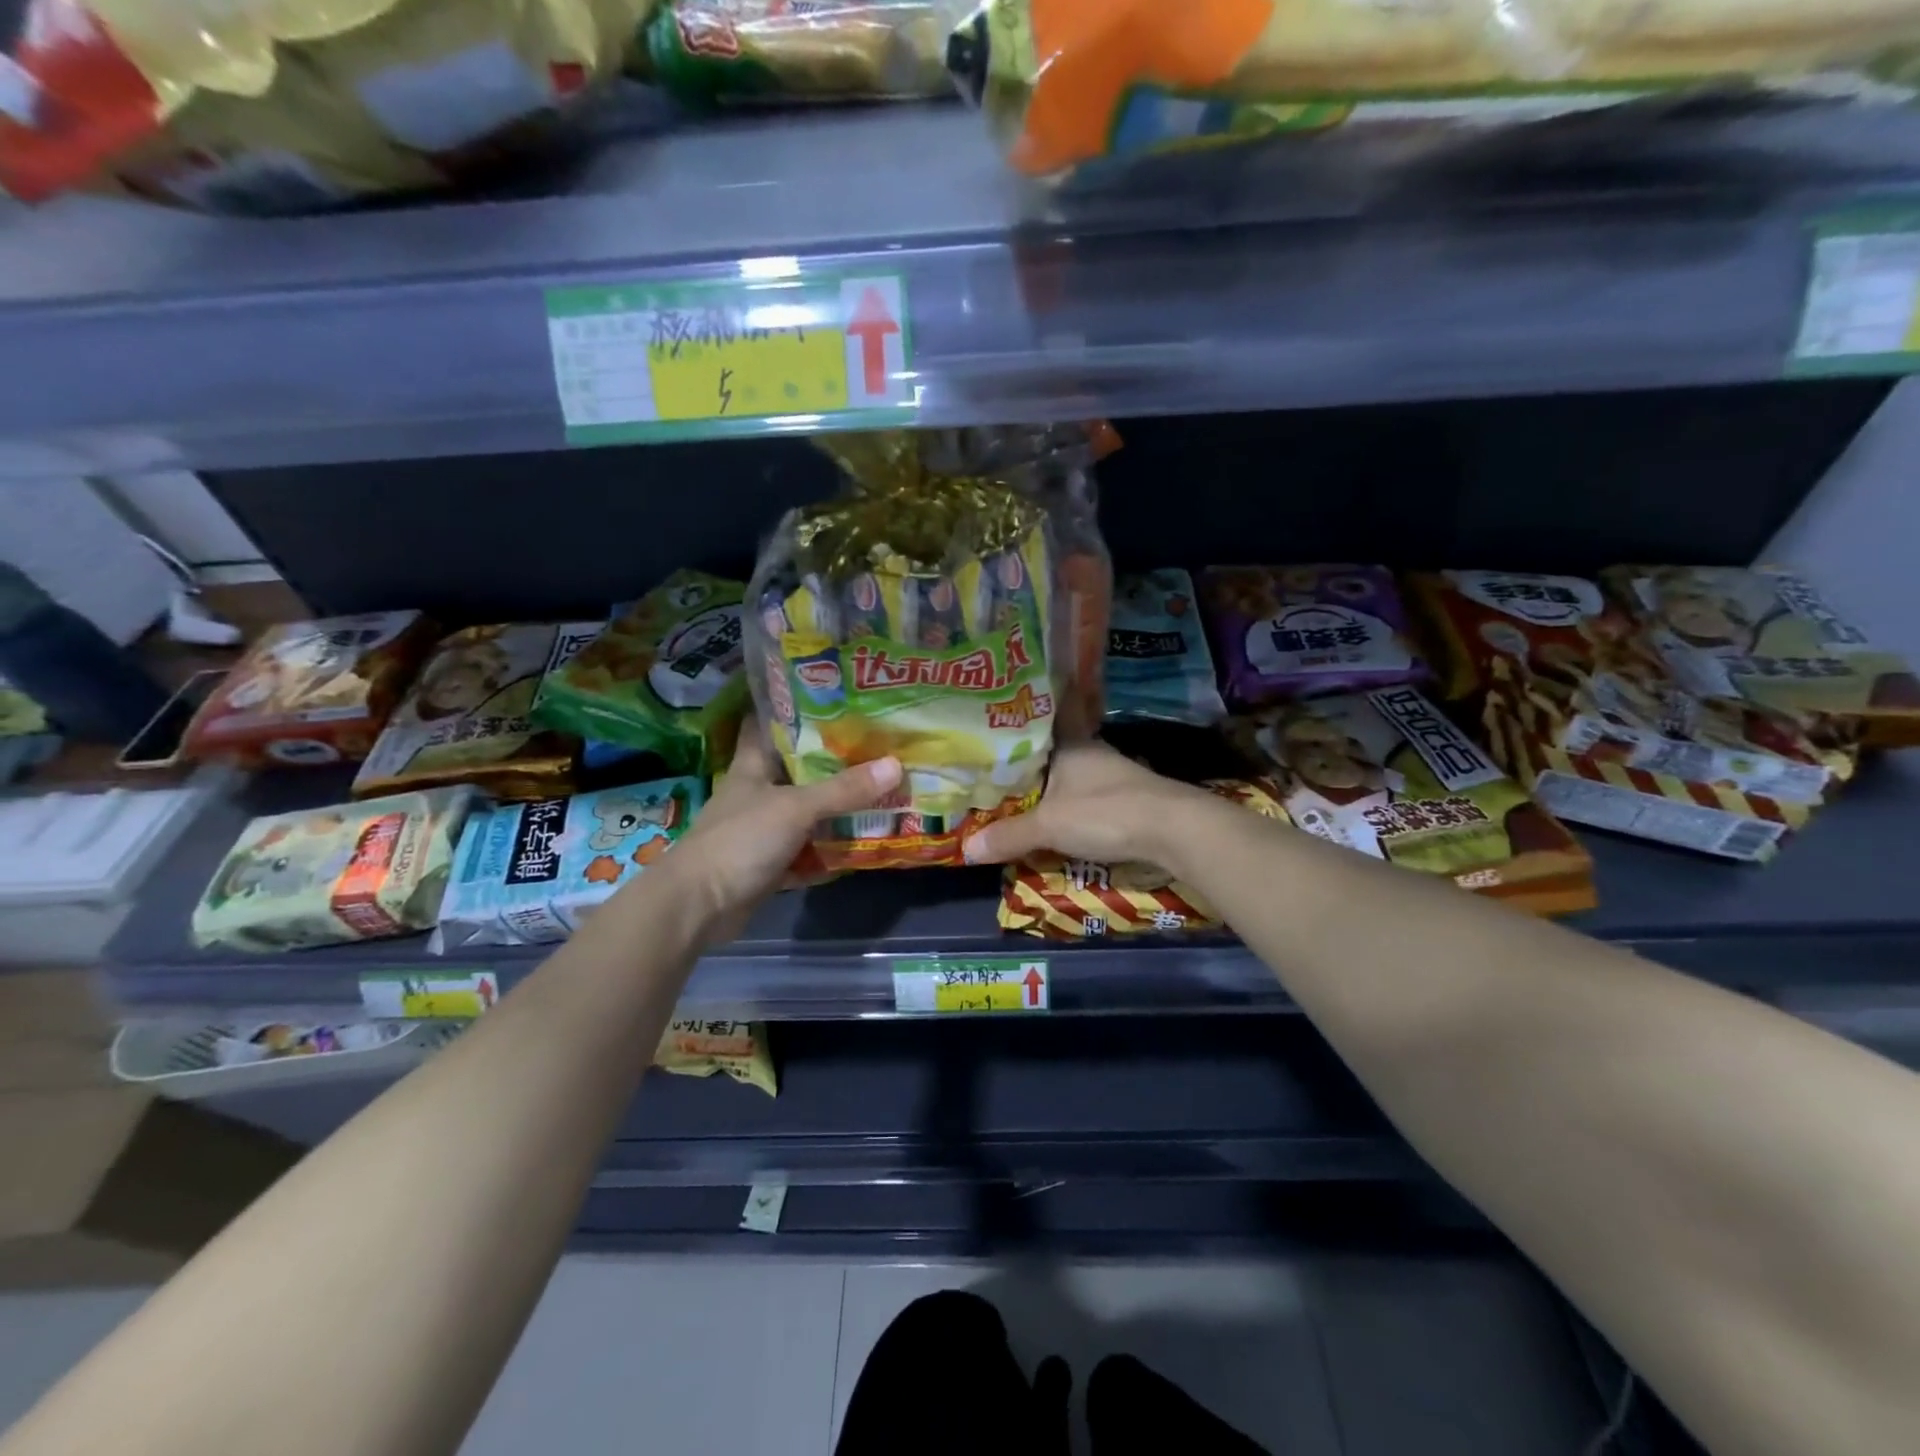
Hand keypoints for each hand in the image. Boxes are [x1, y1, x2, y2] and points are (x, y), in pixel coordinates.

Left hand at [670, 722, 899, 945]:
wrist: (699, 906)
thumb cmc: (741, 840)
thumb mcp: (796, 808)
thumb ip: (844, 789)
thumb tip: (895, 765)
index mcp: (754, 766)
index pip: (769, 724)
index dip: (795, 709)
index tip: (832, 697)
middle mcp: (759, 792)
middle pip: (800, 770)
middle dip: (835, 762)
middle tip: (878, 746)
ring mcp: (764, 830)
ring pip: (808, 813)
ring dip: (838, 809)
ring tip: (883, 791)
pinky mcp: (771, 864)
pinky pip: (808, 852)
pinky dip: (830, 851)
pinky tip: (863, 845)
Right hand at [960, 739, 1210, 870]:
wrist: (1173, 830)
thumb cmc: (1105, 812)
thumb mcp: (1048, 826)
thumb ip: (1009, 836)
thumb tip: (966, 848)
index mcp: (1070, 743)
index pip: (1043, 718)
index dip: (1023, 717)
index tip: (999, 717)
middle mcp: (1091, 751)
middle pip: (1053, 751)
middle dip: (1029, 761)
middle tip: (995, 770)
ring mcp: (1112, 775)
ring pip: (1070, 776)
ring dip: (1050, 786)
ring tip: (1017, 797)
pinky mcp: (1127, 799)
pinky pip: (1085, 797)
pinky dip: (1069, 806)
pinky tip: (1056, 820)